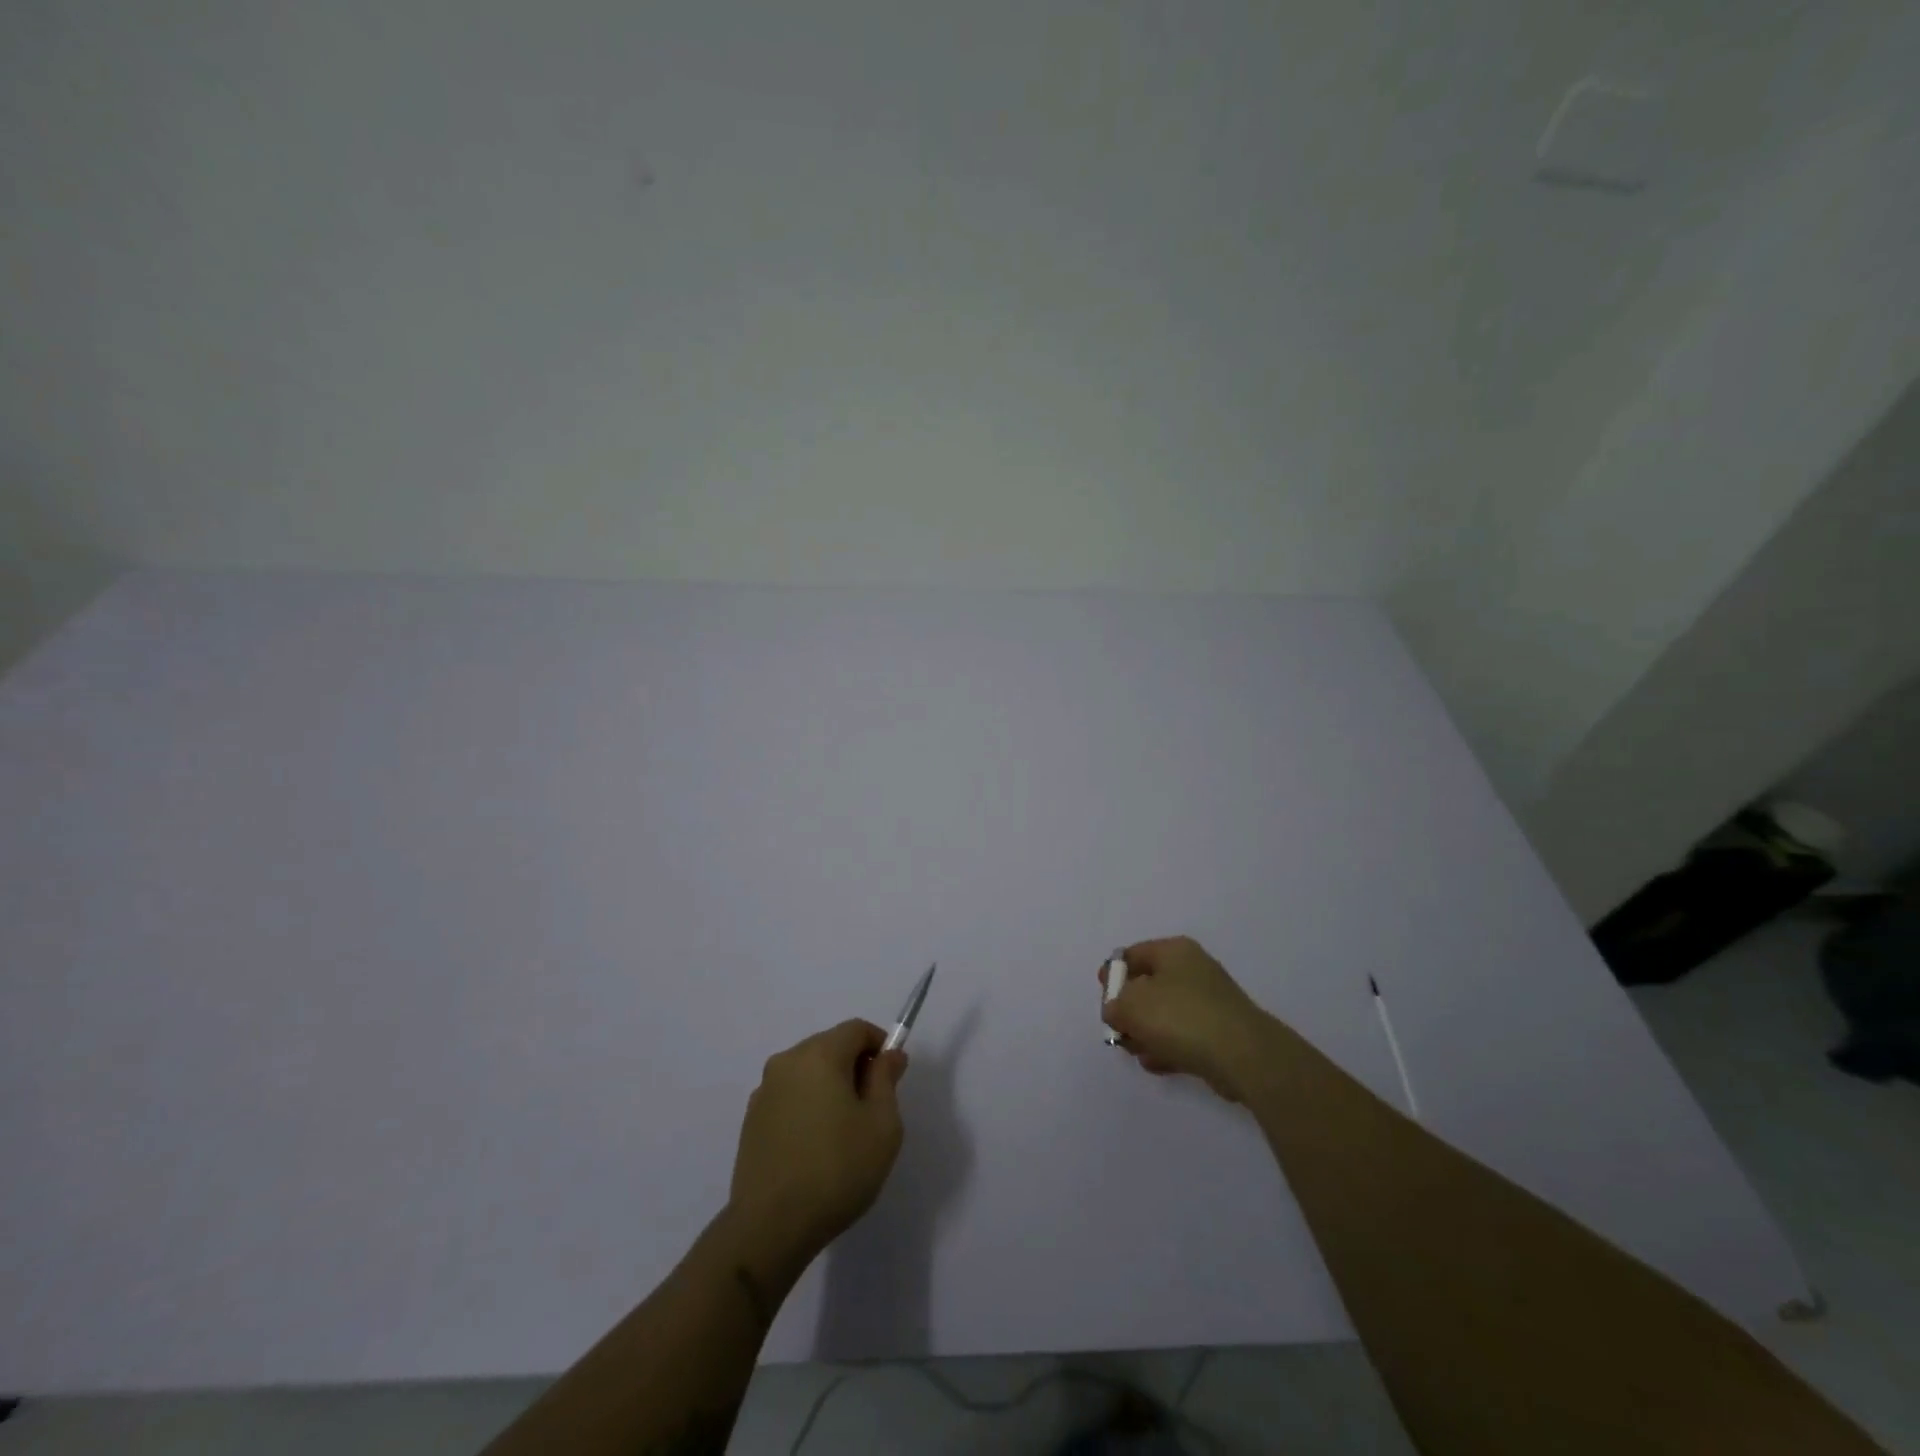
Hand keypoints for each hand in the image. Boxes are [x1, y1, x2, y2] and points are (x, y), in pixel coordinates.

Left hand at [727, 1020, 907, 1270]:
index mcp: (819, 1054)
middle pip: (830, 1046)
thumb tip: (889, 1055)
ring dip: (829, 1087)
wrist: (770, 1227)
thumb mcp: (882, 1124)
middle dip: (855, 1066)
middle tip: (872, 1107)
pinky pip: (789, 1097)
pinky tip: (814, 1147)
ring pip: (808, 1072)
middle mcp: (786, 1062)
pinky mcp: (751, 1120)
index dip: (879, 1045)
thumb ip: (886, 1080)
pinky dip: (807, 1107)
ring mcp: (764, 1091)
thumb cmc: (837, 1169)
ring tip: (843, 1132)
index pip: (856, 1029)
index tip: (891, 1077)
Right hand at [1100, 936, 1274, 1101]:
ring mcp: (1208, 1002)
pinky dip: (1166, 1047)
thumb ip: (1114, 1005)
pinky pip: (1183, 1036)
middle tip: (1118, 1030)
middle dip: (1129, 1010)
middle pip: (1148, 985)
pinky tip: (1155, 1063)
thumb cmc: (1181, 1018)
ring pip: (1165, 1014)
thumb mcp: (1132, 1005)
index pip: (1132, 955)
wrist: (1243, 1056)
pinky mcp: (1219, 1032)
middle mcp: (1192, 970)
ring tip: (1136, 1052)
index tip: (1103, 999)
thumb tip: (1117, 1011)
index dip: (1112, 975)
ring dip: (1146, 1032)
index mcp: (1173, 951)